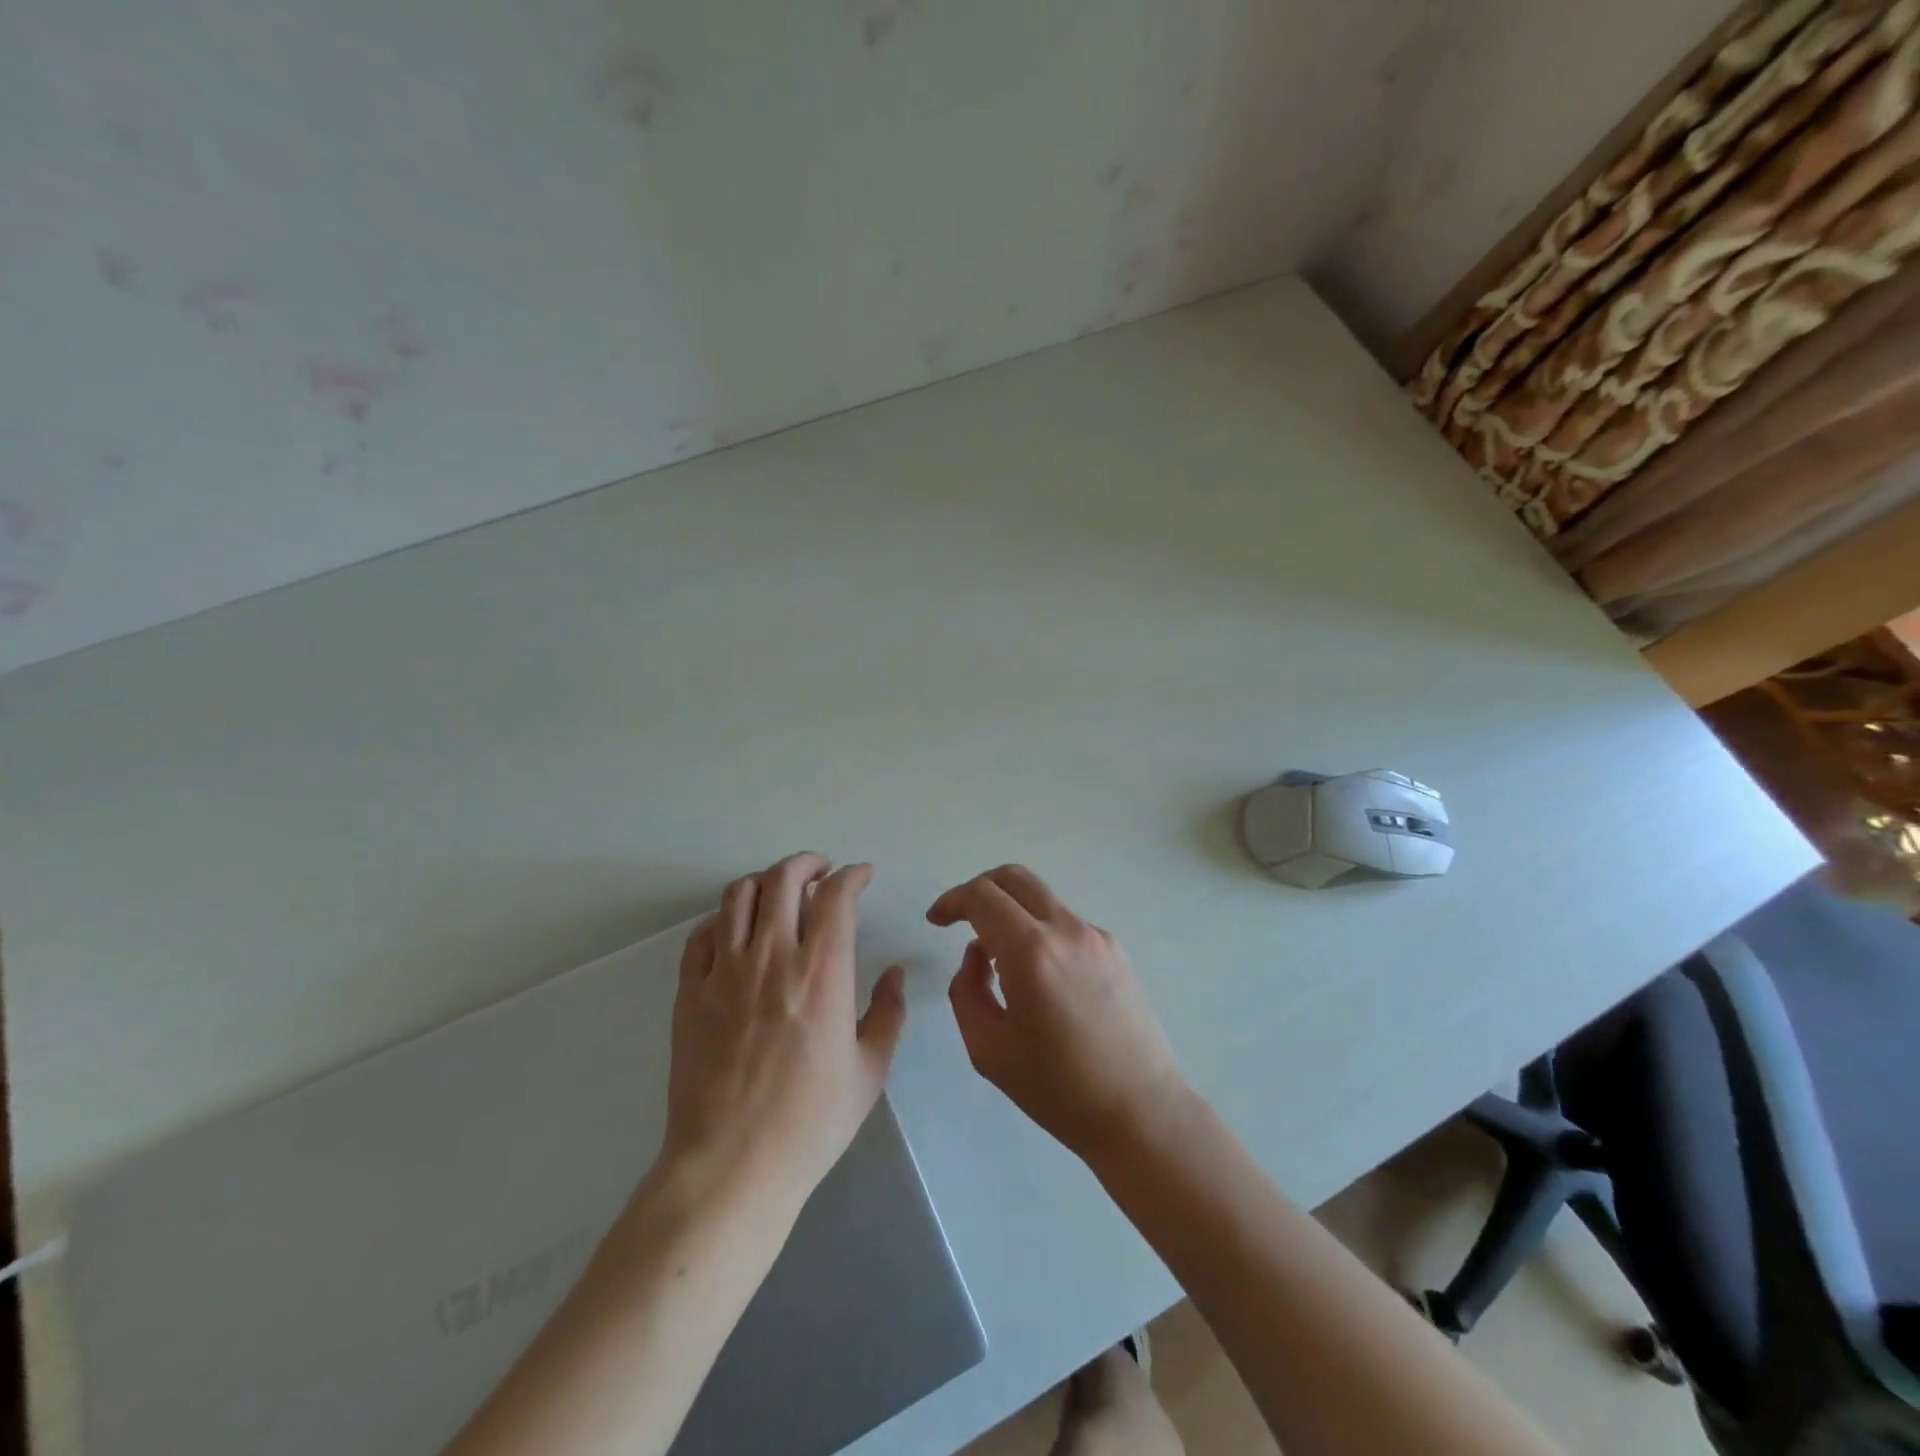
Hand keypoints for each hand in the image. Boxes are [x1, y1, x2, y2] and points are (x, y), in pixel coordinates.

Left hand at [661, 853, 906, 1211]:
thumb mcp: (870, 1071)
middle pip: (784, 879)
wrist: (731, 1166)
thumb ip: (888, 1013)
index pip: (836, 896)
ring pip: (739, 895)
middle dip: (807, 863)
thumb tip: (894, 973)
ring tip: (779, 893)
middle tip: (822, 872)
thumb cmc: (810, 1122)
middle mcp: (772, 957)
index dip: (853, 875)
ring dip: (765, 882)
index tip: (862, 875)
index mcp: (821, 972)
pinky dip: (724, 918)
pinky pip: (702, 934)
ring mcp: (724, 971)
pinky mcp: (689, 992)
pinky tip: (736, 931)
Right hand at [930, 865, 1187, 1162]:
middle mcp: (1067, 930)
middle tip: (961, 919)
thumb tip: (977, 955)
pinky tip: (1039, 980)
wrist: (1140, 1112)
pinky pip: (1065, 924)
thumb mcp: (988, 1048)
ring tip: (1000, 963)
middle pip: (1015, 878)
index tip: (937, 920)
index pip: (982, 896)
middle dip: (980, 889)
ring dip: (1011, 913)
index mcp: (1032, 952)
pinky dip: (1040, 933)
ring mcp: (1096, 937)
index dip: (952, 900)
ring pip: (1042, 900)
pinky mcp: (1116, 951)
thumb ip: (967, 990)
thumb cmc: (1057, 1089)